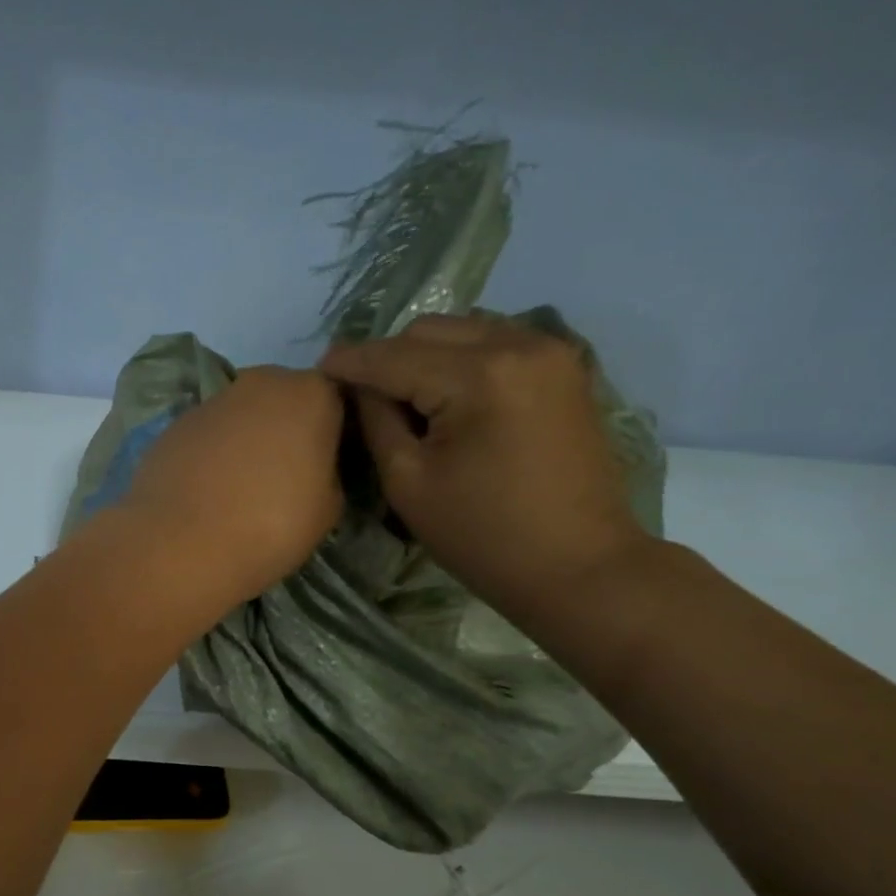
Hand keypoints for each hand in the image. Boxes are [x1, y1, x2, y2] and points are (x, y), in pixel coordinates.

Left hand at [118, 367, 344, 607]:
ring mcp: (210, 402)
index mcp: (310, 394)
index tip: (328, 464)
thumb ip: (328, 472)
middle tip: (285, 476)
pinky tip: (205, 493)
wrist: (180, 545)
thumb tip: (314, 468)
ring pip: (240, 415)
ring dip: (244, 441)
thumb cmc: (270, 526)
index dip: (333, 431)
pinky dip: (209, 456)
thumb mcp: (328, 509)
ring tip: (240, 489)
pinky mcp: (173, 427)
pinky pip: (205, 437)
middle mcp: (260, 383)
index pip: (336, 399)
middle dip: (286, 429)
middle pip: (283, 399)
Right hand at [320, 314, 647, 615]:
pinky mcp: (564, 369)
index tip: (319, 367)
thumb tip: (359, 386)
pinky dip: (462, 360)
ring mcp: (550, 352)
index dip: (351, 361)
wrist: (577, 566)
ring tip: (403, 396)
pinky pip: (496, 343)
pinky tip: (447, 396)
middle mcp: (519, 344)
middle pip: (430, 330)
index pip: (395, 356)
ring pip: (464, 330)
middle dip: (388, 356)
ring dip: (425, 355)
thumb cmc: (482, 536)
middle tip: (362, 394)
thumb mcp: (408, 482)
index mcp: (479, 376)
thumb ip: (377, 421)